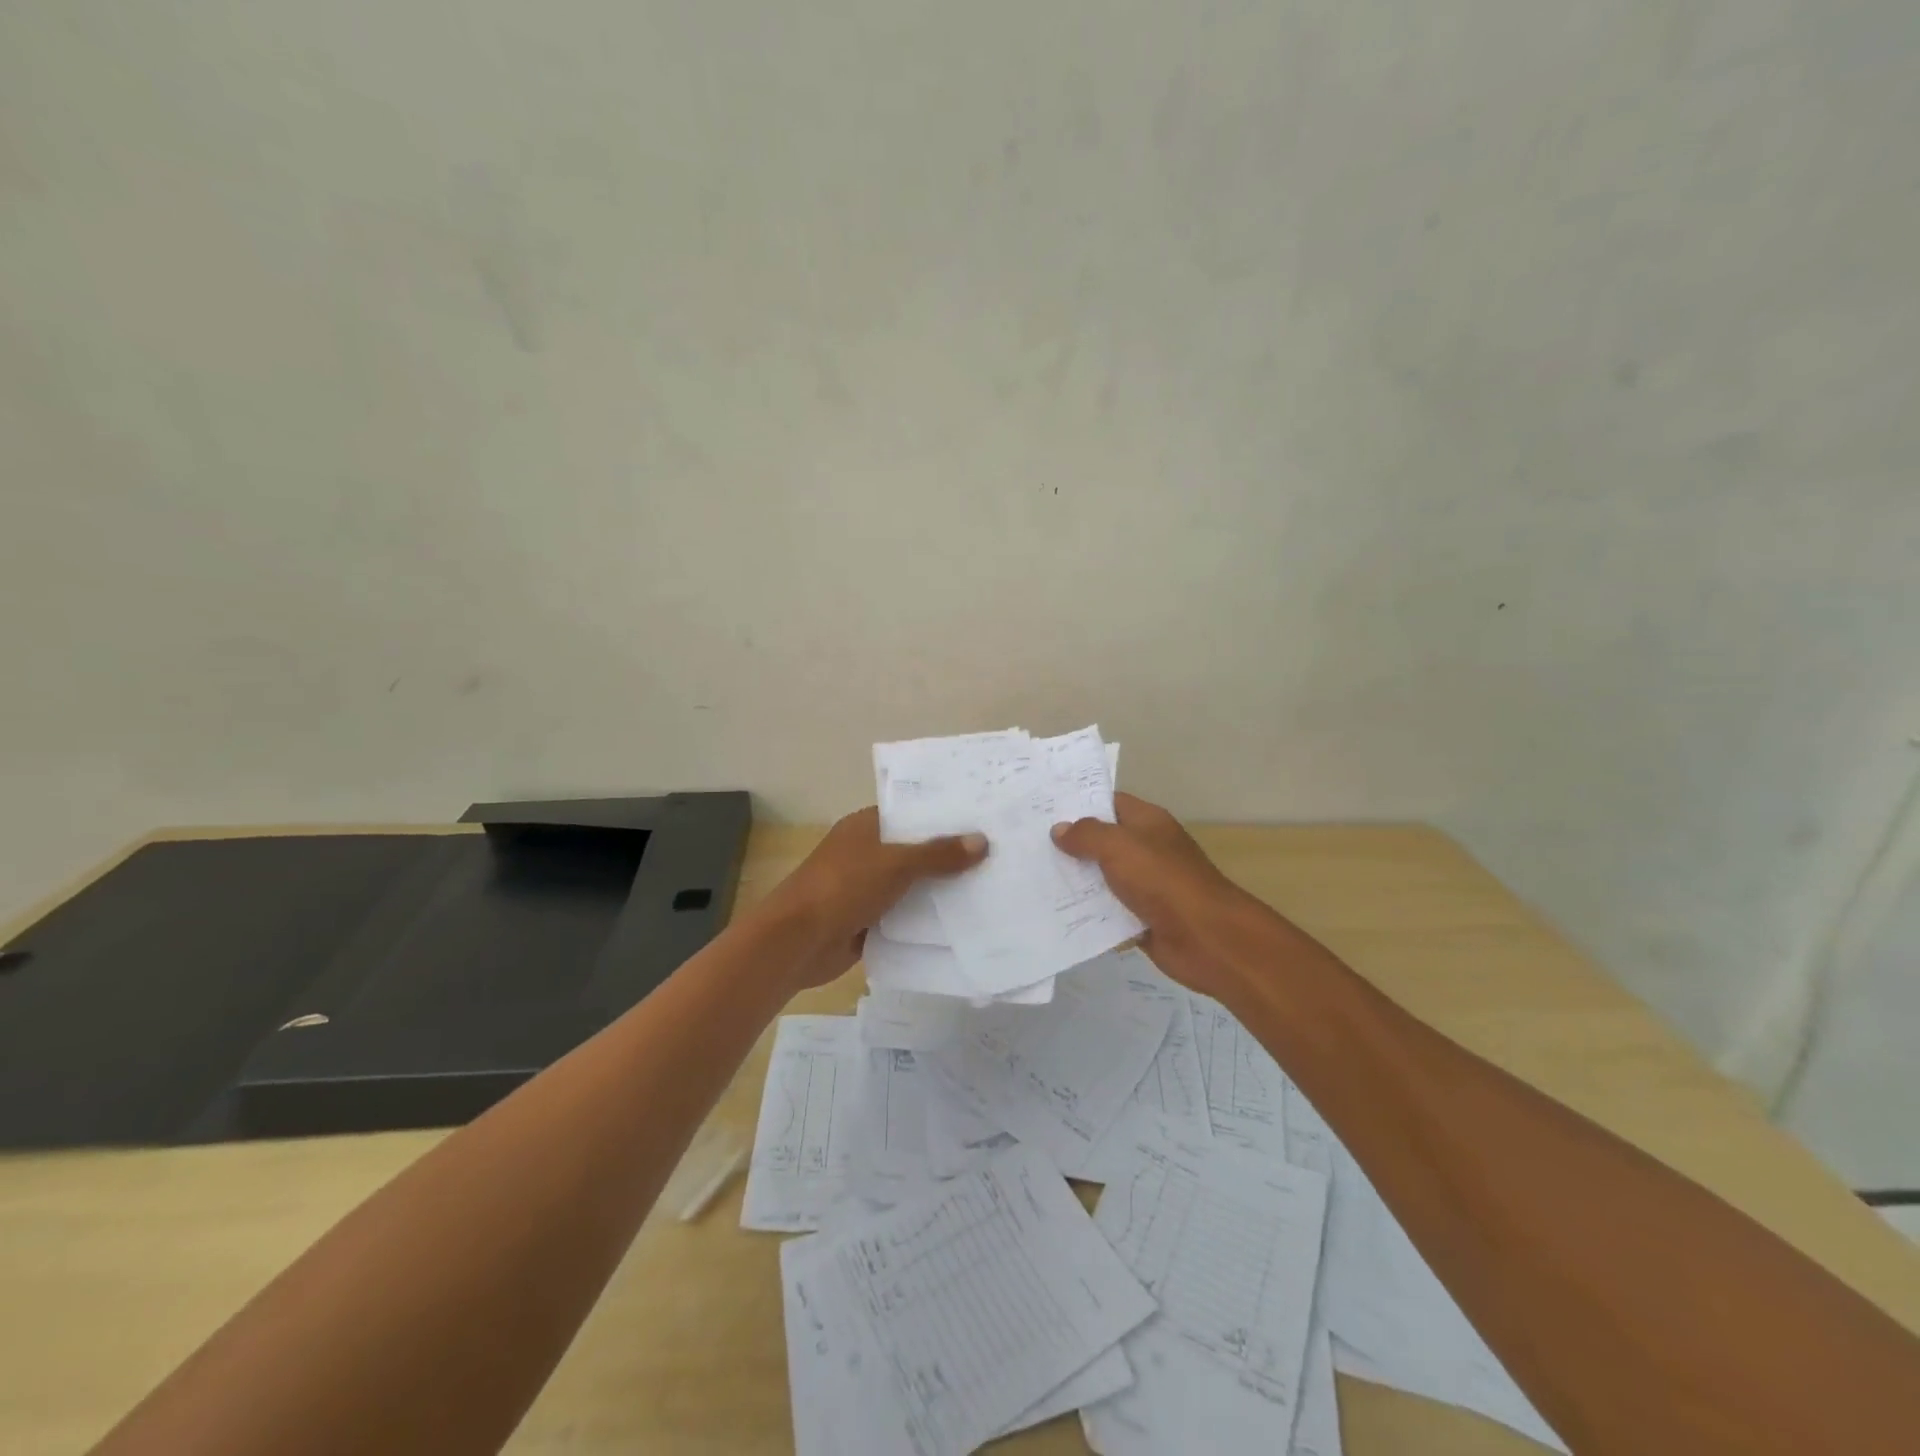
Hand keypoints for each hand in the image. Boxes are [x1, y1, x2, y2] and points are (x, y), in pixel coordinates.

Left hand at [754, 807, 986, 990]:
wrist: (797, 941)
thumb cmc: (843, 887)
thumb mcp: (895, 864)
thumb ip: (938, 854)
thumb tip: (982, 841)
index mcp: (865, 827)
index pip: (910, 814)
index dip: (943, 816)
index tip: (982, 818)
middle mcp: (866, 853)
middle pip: (914, 850)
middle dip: (949, 855)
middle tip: (998, 853)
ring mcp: (866, 888)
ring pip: (912, 885)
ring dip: (940, 890)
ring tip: (991, 885)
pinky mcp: (868, 921)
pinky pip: (905, 915)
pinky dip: (926, 919)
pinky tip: (963, 921)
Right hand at [1051, 793, 1264, 997]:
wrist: (1205, 938)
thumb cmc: (1163, 881)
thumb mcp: (1119, 847)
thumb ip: (1087, 835)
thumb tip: (1059, 829)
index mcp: (1147, 823)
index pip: (1109, 803)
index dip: (1078, 803)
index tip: (1042, 808)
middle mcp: (1146, 850)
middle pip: (1101, 841)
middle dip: (1068, 844)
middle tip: (1027, 844)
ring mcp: (1144, 885)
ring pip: (1101, 878)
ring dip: (1074, 881)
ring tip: (1032, 877)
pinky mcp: (1140, 918)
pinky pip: (1107, 911)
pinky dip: (1087, 913)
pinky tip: (1054, 912)